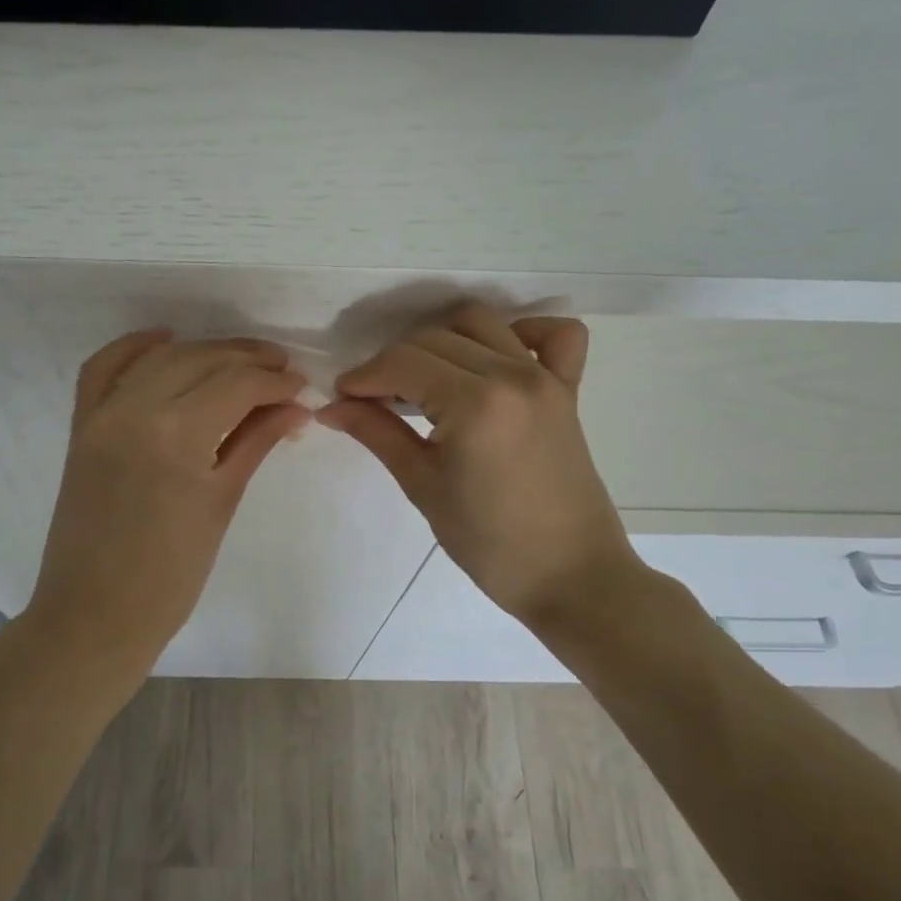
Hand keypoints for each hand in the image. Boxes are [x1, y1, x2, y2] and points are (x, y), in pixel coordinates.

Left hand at [23, 330, 308, 678]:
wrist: (95, 614)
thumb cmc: (171, 575)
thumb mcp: (221, 502)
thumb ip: (255, 442)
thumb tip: (294, 407)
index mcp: (177, 434)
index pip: (237, 385)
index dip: (275, 381)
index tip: (302, 386)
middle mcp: (135, 409)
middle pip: (201, 360)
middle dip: (247, 359)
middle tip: (282, 370)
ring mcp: (102, 414)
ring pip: (160, 357)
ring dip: (203, 350)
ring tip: (240, 361)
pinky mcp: (81, 425)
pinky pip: (103, 368)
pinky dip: (134, 347)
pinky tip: (166, 341)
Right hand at [318, 303, 642, 626]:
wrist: (570, 577)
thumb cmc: (489, 543)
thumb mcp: (423, 486)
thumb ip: (377, 434)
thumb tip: (330, 407)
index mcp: (474, 402)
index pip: (402, 362)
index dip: (363, 376)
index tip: (340, 398)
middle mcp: (512, 374)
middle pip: (433, 338)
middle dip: (392, 363)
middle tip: (372, 401)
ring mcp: (545, 377)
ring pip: (480, 323)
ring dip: (441, 340)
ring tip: (424, 380)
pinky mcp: (568, 389)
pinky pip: (556, 335)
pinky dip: (523, 332)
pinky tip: (495, 359)